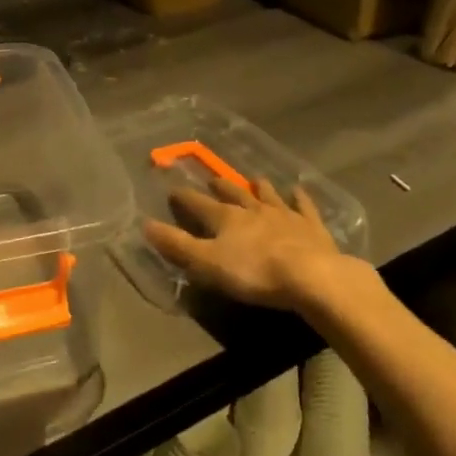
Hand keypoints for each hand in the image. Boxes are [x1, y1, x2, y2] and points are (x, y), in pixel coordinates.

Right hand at [143, 177, 354, 312]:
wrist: (310, 275)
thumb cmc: (254, 272)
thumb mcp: (207, 263)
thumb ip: (177, 245)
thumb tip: (145, 224)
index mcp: (226, 219)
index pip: (199, 204)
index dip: (184, 198)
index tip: (173, 190)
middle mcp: (253, 209)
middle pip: (233, 194)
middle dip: (221, 187)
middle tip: (213, 179)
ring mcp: (284, 214)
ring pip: (268, 196)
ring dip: (259, 188)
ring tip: (255, 179)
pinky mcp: (310, 226)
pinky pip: (303, 206)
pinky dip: (299, 197)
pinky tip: (298, 190)